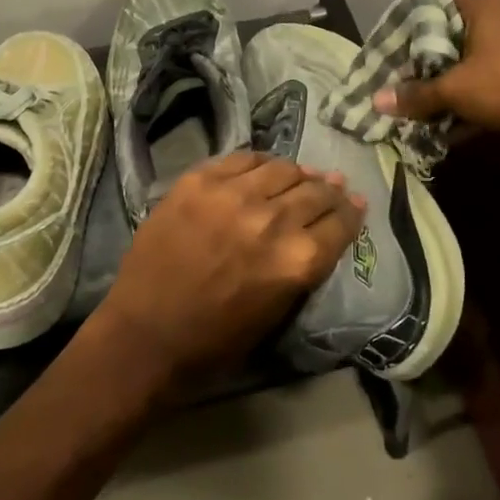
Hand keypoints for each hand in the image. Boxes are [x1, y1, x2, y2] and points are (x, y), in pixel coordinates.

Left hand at [94, 151, 364, 387]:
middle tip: (332, 187)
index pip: (340, 221)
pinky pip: (242, 159)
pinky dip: (259, 163)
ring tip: (298, 178)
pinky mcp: (199, 182)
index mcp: (297, 261)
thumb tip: (327, 227)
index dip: (351, 211)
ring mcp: (232, 195)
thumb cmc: (216, 340)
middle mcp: (273, 220)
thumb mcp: (279, 310)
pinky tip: (261, 170)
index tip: (354, 203)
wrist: (145, 336)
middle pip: (316, 191)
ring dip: (297, 174)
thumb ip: (307, 264)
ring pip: (283, 168)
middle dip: (329, 190)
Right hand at [372, 0, 499, 135]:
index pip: (430, 11)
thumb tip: (376, 101)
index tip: (394, 62)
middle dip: (430, 63)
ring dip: (454, 78)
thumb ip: (415, 94)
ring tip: (432, 103)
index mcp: (479, 4)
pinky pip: (495, 69)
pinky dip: (477, 86)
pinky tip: (463, 111)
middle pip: (452, 35)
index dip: (408, 37)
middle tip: (409, 86)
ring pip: (474, 55)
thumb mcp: (455, 90)